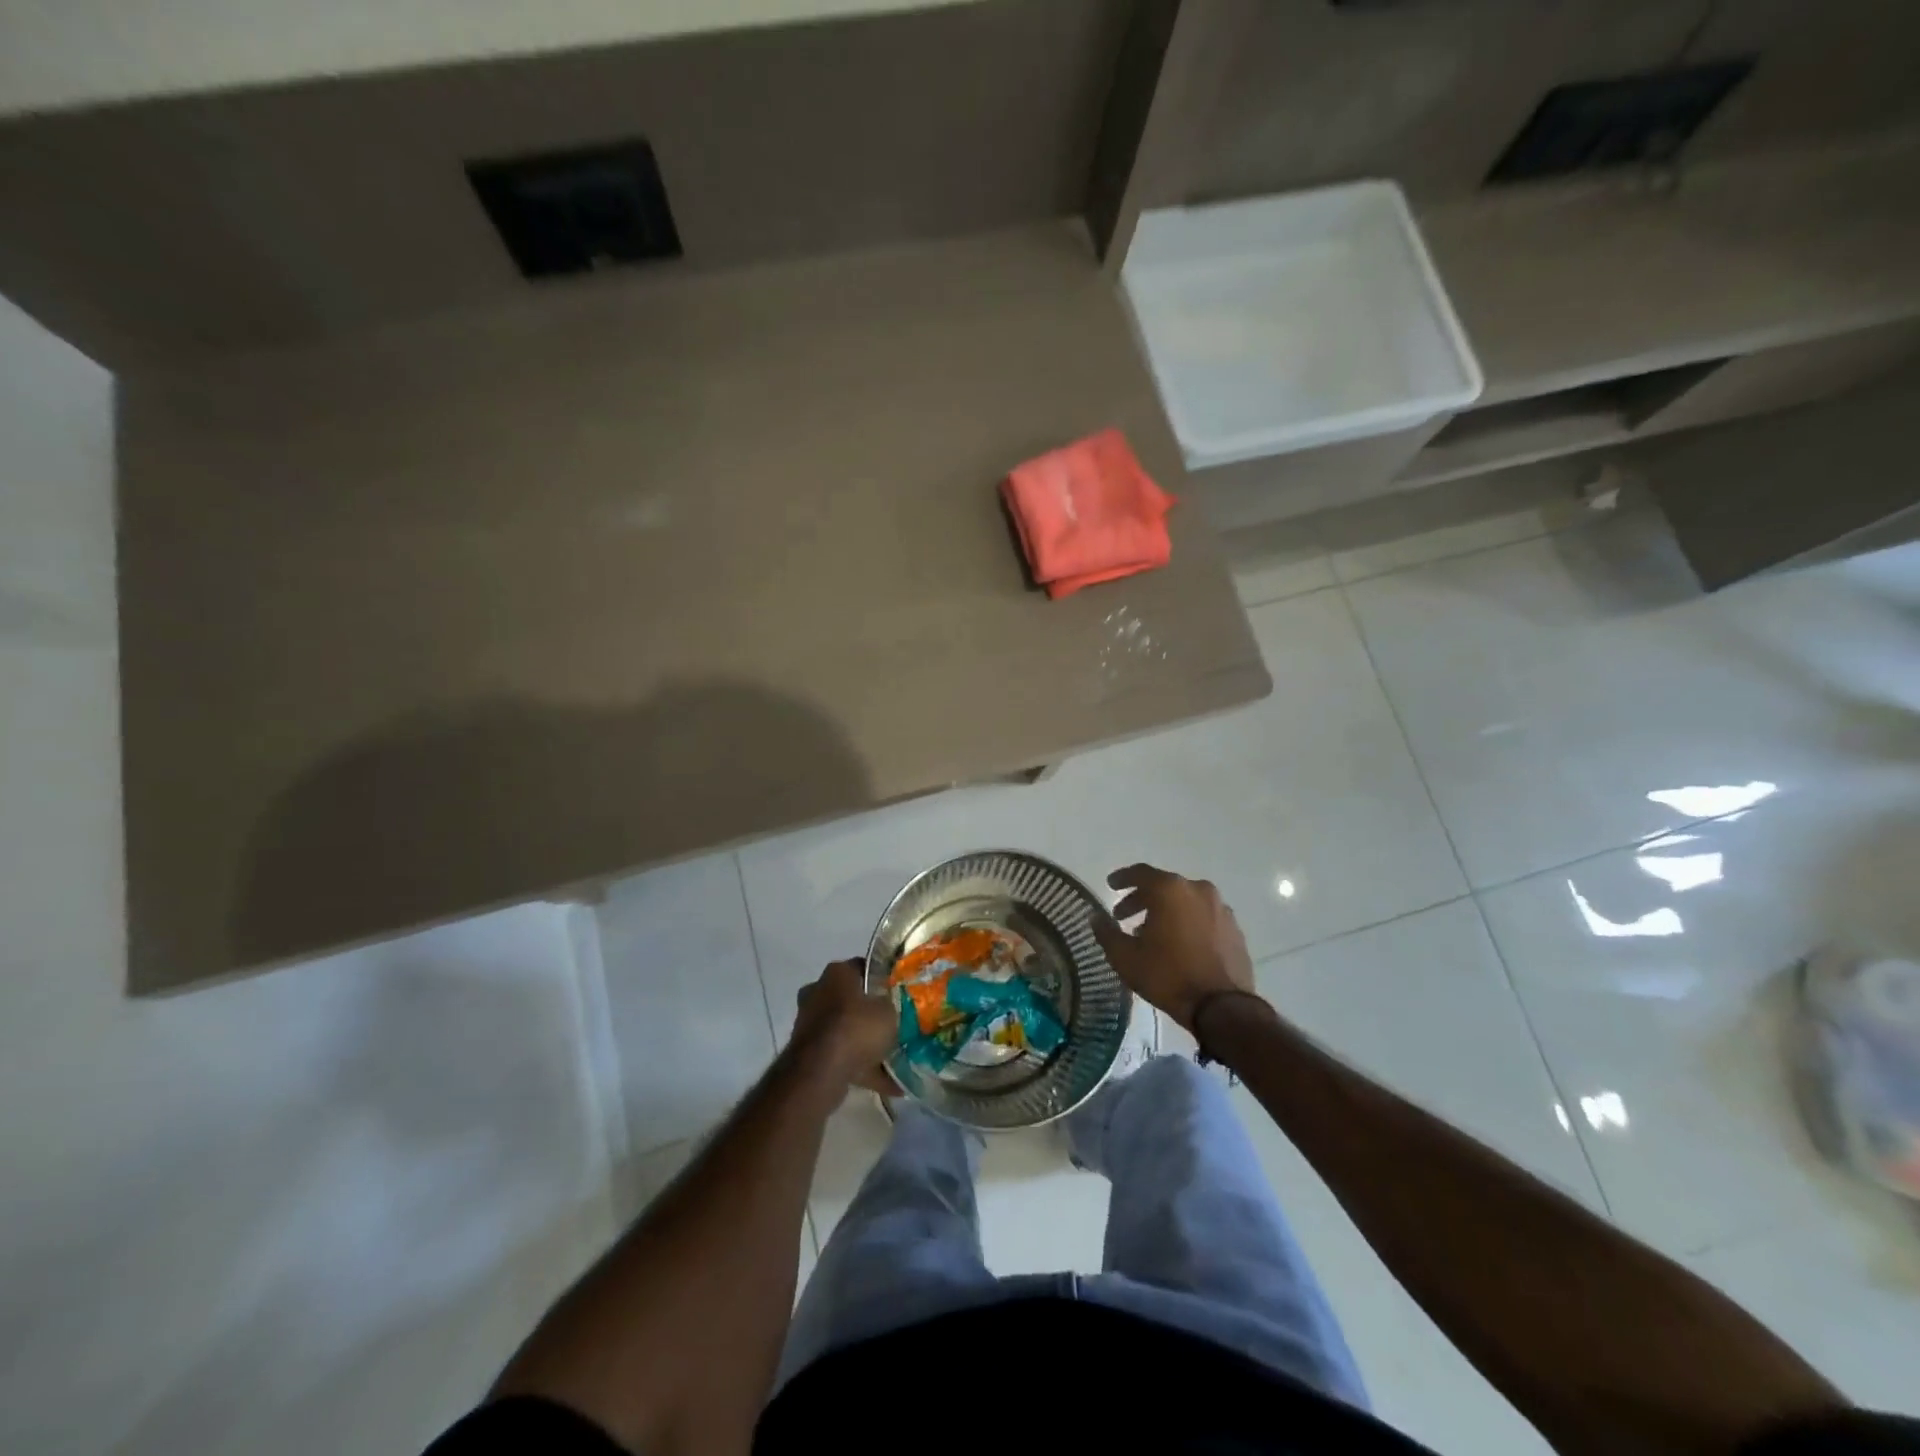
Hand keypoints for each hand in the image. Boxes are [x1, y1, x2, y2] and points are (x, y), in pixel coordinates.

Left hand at [792, 959, 899, 1094]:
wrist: (821, 1071)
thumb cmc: (857, 1028)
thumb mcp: (889, 1010)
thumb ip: (891, 1004)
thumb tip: (890, 1005)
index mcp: (836, 973)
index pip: (862, 967)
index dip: (881, 978)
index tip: (897, 991)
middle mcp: (818, 992)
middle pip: (850, 999)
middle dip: (869, 1012)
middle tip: (893, 1023)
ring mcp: (809, 1023)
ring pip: (844, 1029)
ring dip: (863, 1042)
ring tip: (892, 1057)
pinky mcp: (806, 1052)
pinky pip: (840, 1055)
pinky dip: (859, 1066)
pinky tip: (886, 1083)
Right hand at [1093, 864, 1257, 1030]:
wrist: (1222, 1008)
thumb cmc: (1168, 976)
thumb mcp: (1125, 957)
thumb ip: (1106, 932)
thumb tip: (1096, 917)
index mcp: (1170, 890)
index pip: (1140, 873)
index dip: (1122, 878)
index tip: (1110, 885)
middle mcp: (1198, 890)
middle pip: (1164, 887)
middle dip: (1142, 899)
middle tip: (1124, 916)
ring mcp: (1221, 909)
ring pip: (1185, 902)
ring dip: (1166, 912)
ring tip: (1151, 934)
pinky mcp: (1235, 930)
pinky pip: (1203, 917)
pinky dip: (1187, 923)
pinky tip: (1178, 944)